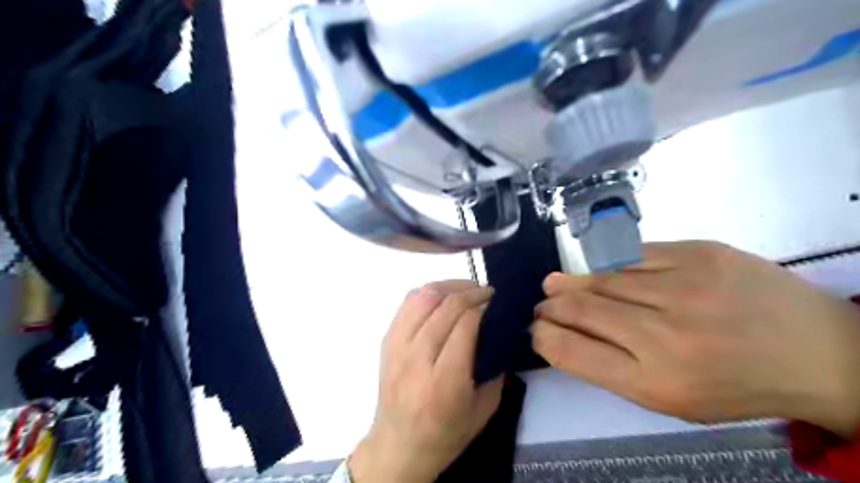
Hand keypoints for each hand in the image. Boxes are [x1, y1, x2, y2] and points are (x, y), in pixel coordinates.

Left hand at [348, 281, 504, 480]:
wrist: (398, 444)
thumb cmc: (445, 433)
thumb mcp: (483, 409)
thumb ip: (496, 369)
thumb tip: (500, 331)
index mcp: (444, 381)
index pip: (464, 325)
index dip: (482, 306)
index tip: (495, 302)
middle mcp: (417, 359)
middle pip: (445, 307)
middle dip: (471, 292)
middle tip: (487, 291)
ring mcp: (397, 347)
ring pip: (423, 298)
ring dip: (449, 286)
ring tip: (467, 287)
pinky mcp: (387, 340)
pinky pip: (407, 303)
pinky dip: (428, 291)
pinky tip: (442, 294)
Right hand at [535, 241, 859, 437]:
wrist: (819, 352)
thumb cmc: (734, 384)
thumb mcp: (668, 397)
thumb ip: (610, 366)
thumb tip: (562, 333)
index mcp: (655, 382)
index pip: (571, 351)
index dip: (543, 336)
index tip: (535, 329)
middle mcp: (664, 335)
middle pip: (581, 309)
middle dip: (551, 307)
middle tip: (541, 305)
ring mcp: (684, 288)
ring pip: (602, 278)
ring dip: (571, 283)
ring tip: (555, 285)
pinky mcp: (699, 253)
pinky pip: (632, 255)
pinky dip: (608, 265)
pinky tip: (600, 271)